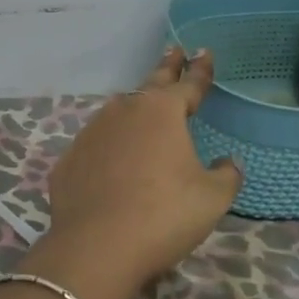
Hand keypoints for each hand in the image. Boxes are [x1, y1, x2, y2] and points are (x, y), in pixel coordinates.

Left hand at [40, 46, 242, 297]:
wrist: (97, 247)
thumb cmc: (164, 215)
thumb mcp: (211, 198)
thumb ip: (226, 175)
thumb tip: (228, 163)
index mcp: (163, 113)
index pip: (189, 84)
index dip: (200, 70)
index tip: (204, 52)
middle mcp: (125, 111)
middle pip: (151, 84)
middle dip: (166, 67)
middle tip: (173, 51)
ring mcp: (93, 132)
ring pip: (119, 111)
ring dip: (134, 107)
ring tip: (144, 107)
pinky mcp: (70, 158)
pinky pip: (96, 144)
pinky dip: (108, 146)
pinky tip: (111, 159)